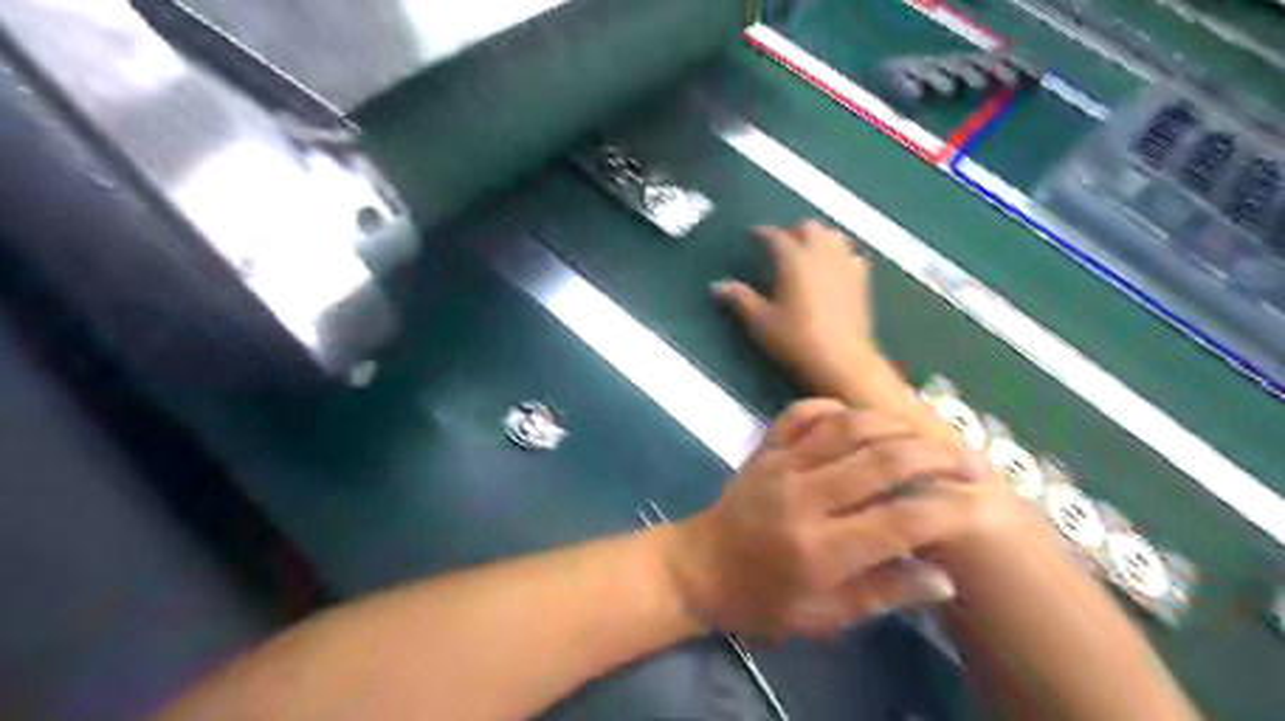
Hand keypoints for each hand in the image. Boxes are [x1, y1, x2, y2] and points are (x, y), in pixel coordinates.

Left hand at [662, 402, 1026, 639]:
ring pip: (846, 427)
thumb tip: (944, 576)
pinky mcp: (764, 449)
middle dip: (935, 457)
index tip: (980, 505)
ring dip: (893, 425)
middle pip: (881, 461)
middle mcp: (803, 497)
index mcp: (821, 549)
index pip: (900, 520)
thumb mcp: (824, 617)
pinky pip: (800, 413)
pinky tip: (857, 417)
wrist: (699, 568)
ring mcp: (780, 465)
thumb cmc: (762, 601)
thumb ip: (883, 594)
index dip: (948, 509)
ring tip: (924, 437)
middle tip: (968, 463)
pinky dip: (833, 407)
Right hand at [713, 221, 884, 398]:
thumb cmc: (794, 340)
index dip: (762, 232)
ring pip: (832, 235)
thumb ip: (739, 298)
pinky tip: (833, 266)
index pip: (775, 235)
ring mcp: (845, 264)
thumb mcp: (759, 321)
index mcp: (793, 259)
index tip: (752, 234)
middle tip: (779, 242)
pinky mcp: (861, 280)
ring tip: (806, 249)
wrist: (840, 360)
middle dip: (792, 230)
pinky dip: (838, 252)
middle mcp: (821, 253)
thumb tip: (716, 286)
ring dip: (817, 236)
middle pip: (808, 227)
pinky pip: (850, 253)